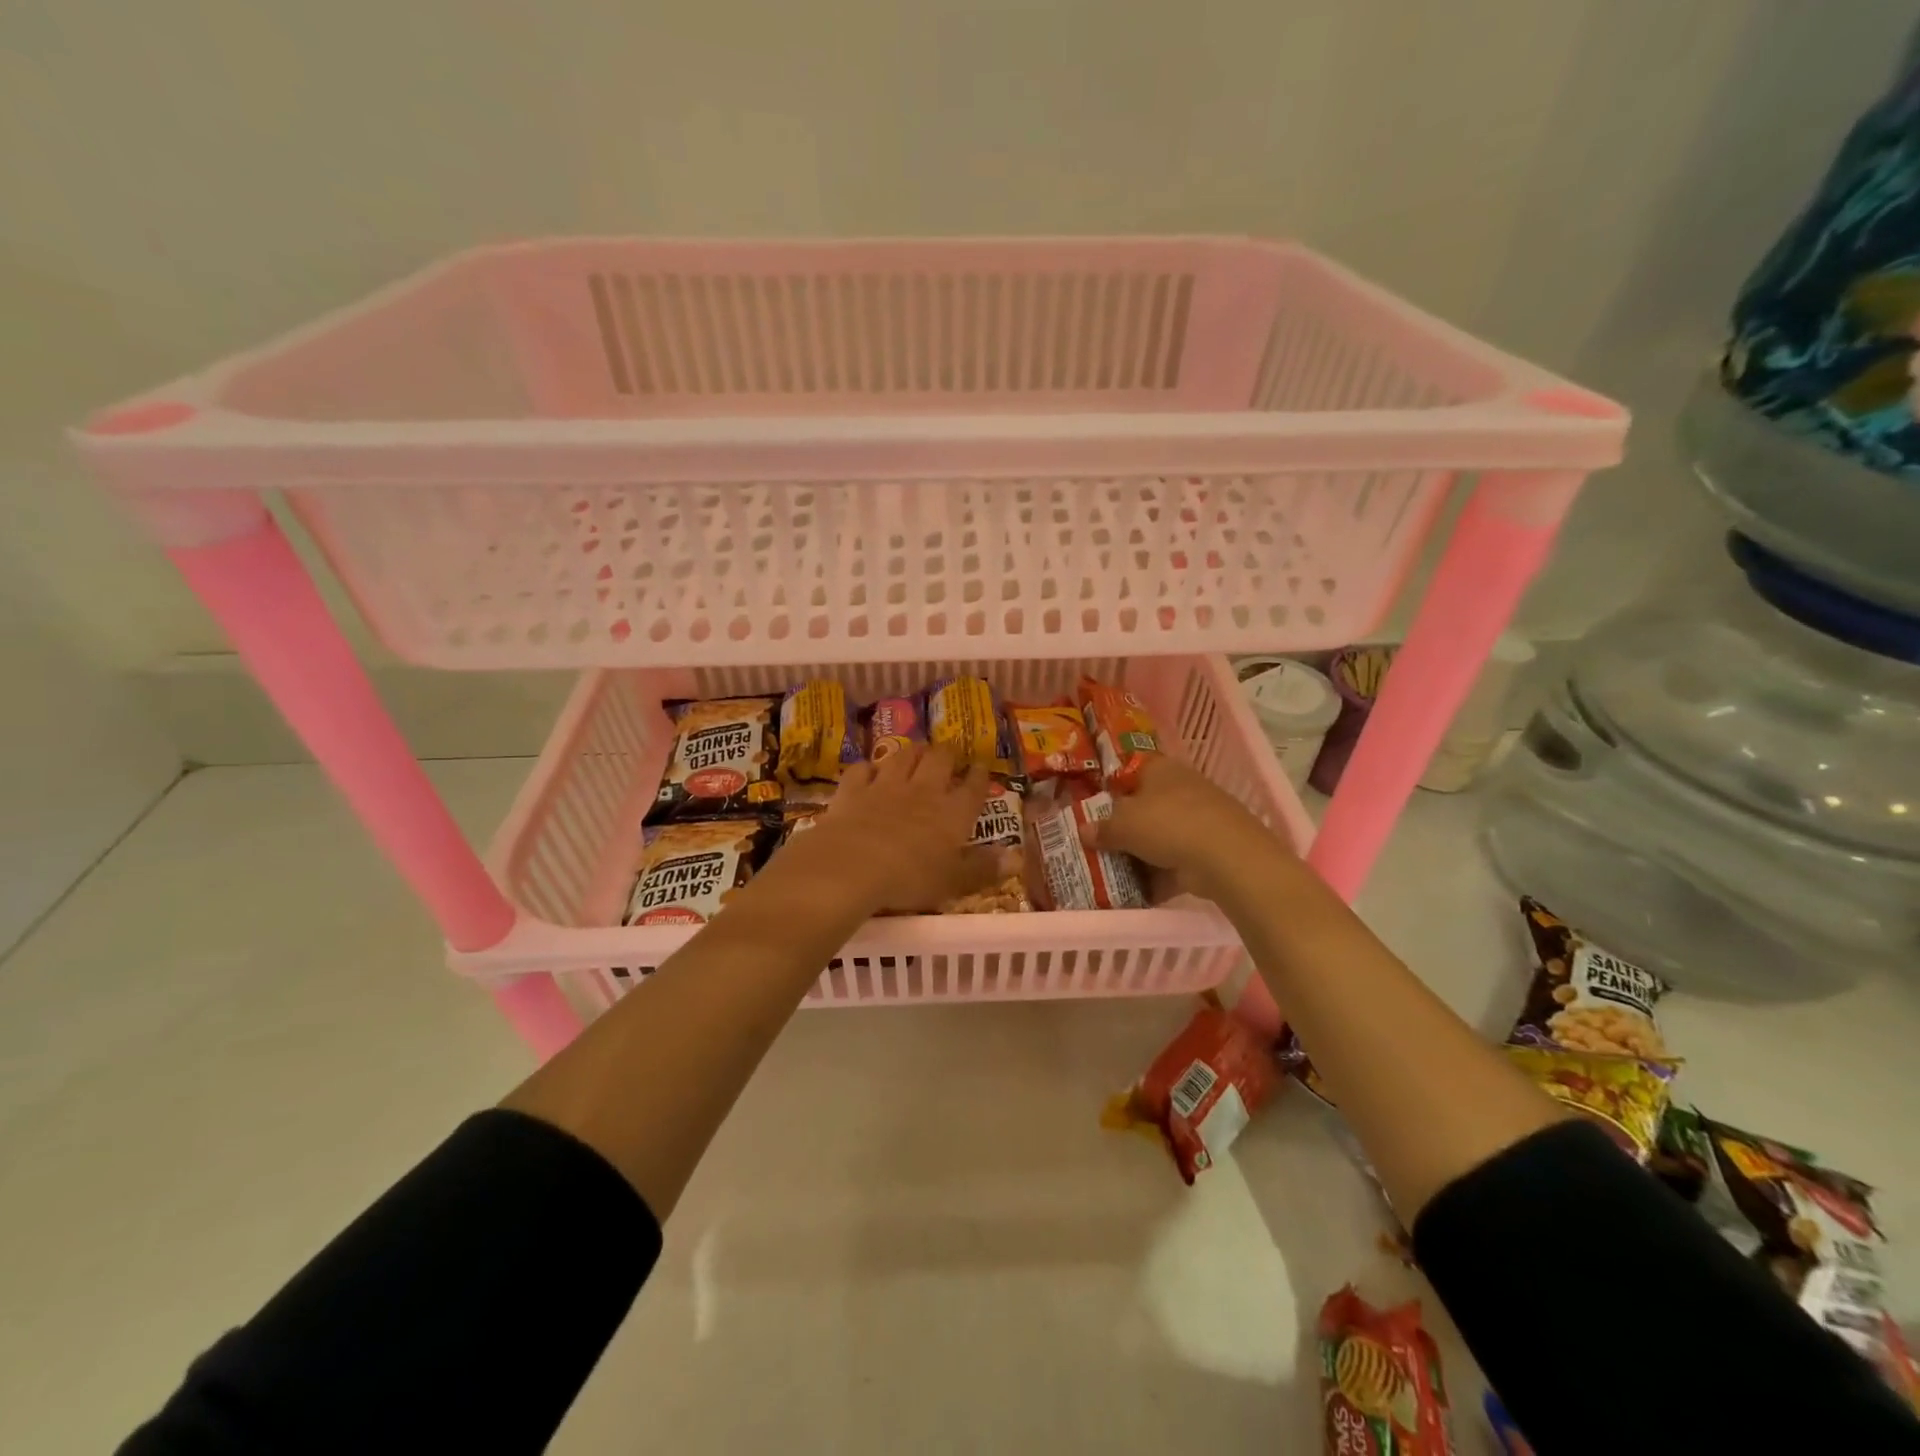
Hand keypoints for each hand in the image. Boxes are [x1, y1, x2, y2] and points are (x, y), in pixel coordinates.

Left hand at [795, 744, 1005, 914]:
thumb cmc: (910, 879)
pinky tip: (868, 770)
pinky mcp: (853, 790)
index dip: (979, 775)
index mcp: (953, 813)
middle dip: (946, 754)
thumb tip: (1013, 859)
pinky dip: (867, 768)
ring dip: (912, 752)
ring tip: (916, 751)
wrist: (851, 866)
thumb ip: (983, 869)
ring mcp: (885, 786)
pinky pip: (862, 769)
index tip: (980, 766)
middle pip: (939, 760)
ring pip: (903, 757)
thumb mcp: (953, 882)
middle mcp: (923, 790)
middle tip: (948, 754)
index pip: (973, 786)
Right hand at [1079, 754, 1287, 901]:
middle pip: (1145, 806)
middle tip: (1098, 844)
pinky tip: (1137, 893)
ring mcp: (1198, 820)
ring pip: (1160, 835)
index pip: (1130, 770)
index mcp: (1160, 769)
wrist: (1226, 857)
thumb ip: (1102, 828)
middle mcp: (1180, 788)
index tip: (1093, 807)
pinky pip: (1175, 862)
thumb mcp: (1123, 824)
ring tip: (1113, 872)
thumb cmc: (1167, 824)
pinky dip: (1159, 876)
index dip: (1111, 787)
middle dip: (1124, 826)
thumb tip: (1084, 831)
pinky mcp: (1208, 850)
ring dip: (1141, 854)